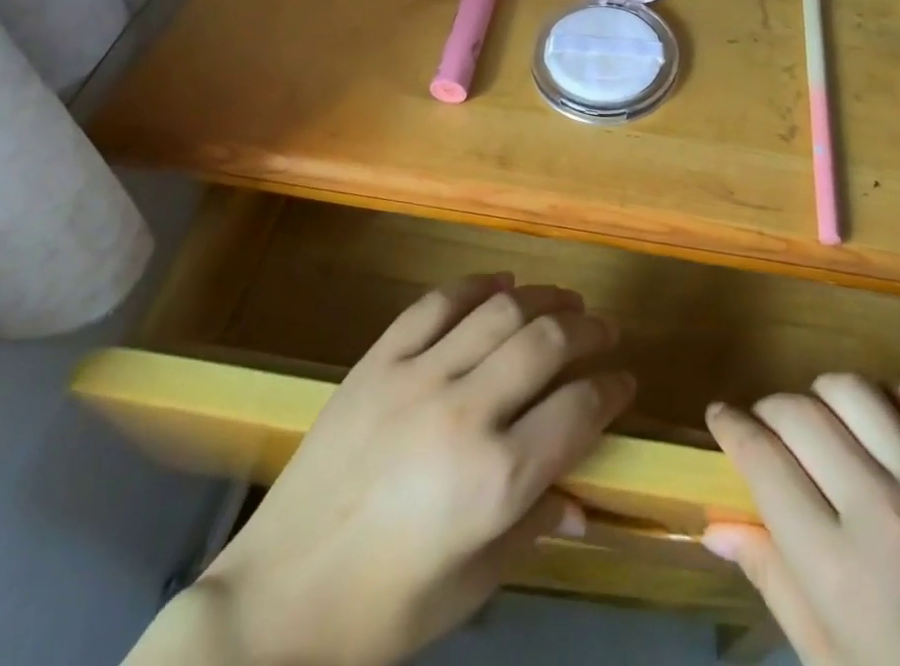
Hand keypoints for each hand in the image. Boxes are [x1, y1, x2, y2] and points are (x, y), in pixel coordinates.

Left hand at [155, 273, 634, 665]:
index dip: (612, 389)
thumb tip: (584, 502)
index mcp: (495, 479)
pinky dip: (476, 285)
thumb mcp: (471, 586)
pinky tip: (501, 283)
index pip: (578, 409)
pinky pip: (437, 303)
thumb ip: (534, 528)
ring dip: (544, 297)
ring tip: (567, 299)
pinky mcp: (378, 361)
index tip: (625, 382)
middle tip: (606, 331)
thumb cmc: (381, 615)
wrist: (274, 606)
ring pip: (500, 310)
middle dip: (589, 330)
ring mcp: (417, 377)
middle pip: (547, 342)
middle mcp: (465, 413)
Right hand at [703, 376, 899, 665]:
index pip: (762, 461)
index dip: (731, 427)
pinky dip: (891, 397)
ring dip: (823, 396)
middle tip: (767, 429)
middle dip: (769, 411)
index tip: (720, 416)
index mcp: (835, 566)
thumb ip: (773, 580)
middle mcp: (878, 509)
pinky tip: (883, 423)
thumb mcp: (828, 662)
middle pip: (800, 415)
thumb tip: (717, 525)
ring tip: (822, 420)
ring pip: (854, 392)